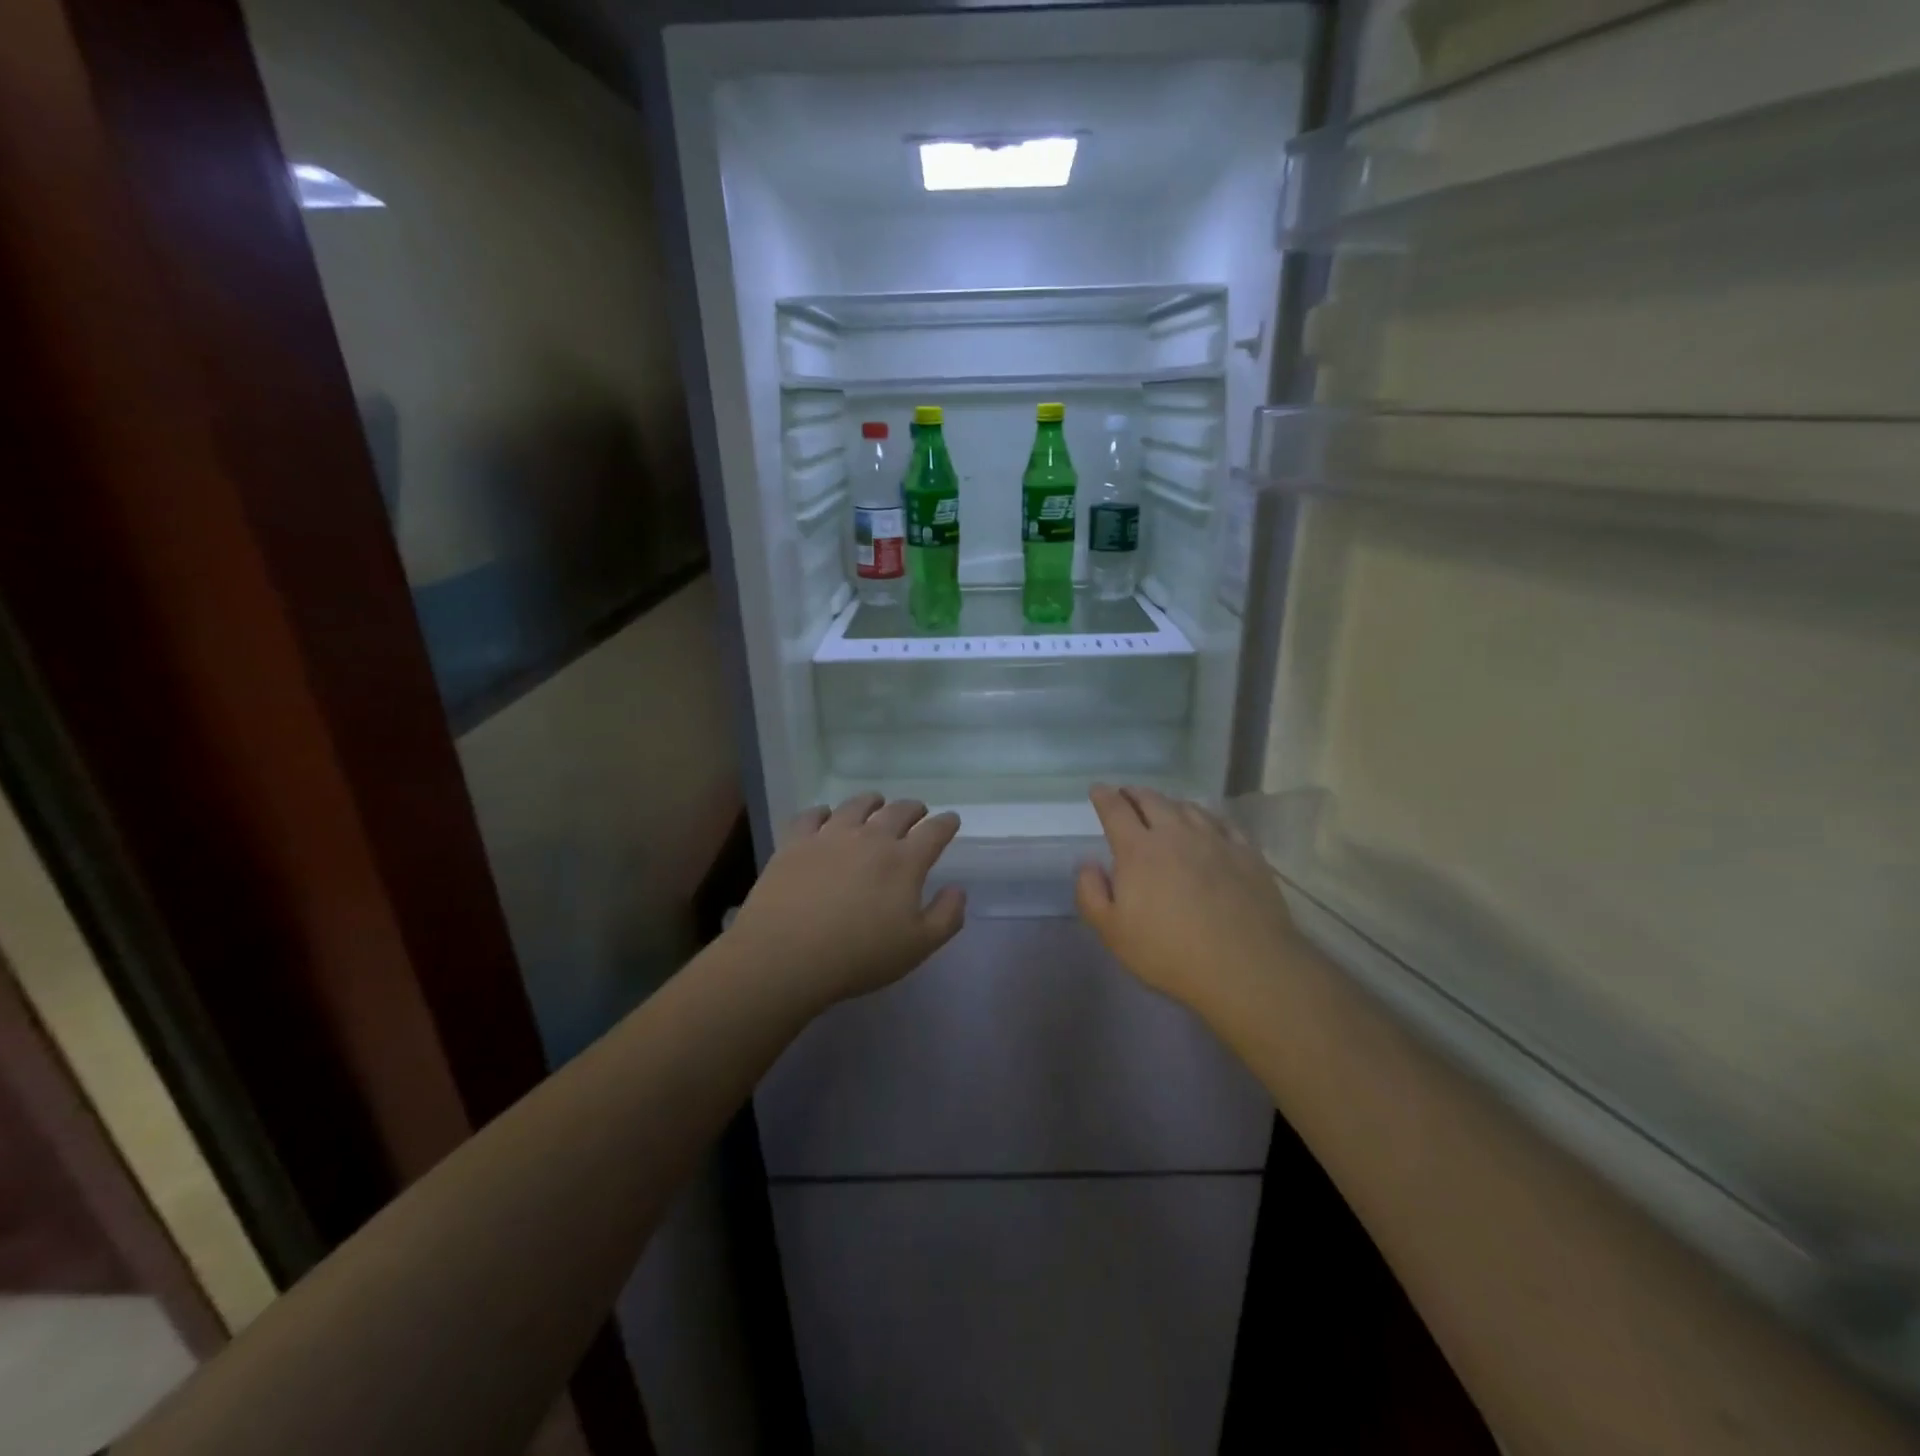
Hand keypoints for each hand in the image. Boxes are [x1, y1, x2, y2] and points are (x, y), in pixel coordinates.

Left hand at [727, 793, 965, 1007]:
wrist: (786, 954)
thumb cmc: (859, 956)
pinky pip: (812, 815)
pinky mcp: (795, 842)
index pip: (934, 832)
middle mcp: (871, 838)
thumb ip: (946, 916)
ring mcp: (830, 836)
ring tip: (875, 802)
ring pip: (856, 805)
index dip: (946, 823)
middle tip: (917, 811)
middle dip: (913, 809)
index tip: (951, 820)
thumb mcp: (918, 947)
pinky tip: (824, 815)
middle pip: (898, 812)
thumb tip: (957, 890)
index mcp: (904, 862)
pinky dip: (823, 811)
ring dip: (872, 801)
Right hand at [1075, 785, 1303, 1011]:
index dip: (1103, 797)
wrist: (1245, 966)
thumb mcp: (1112, 932)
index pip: (1116, 811)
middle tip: (1126, 794)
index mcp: (1139, 850)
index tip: (1097, 789)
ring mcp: (1215, 840)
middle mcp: (1175, 834)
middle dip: (1134, 793)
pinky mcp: (1246, 853)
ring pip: (1187, 807)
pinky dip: (1206, 816)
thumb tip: (1088, 863)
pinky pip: (1222, 822)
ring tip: (1163, 807)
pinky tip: (1207, 824)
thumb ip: (1091, 893)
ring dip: (1169, 803)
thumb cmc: (1169, 952)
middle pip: (1152, 800)